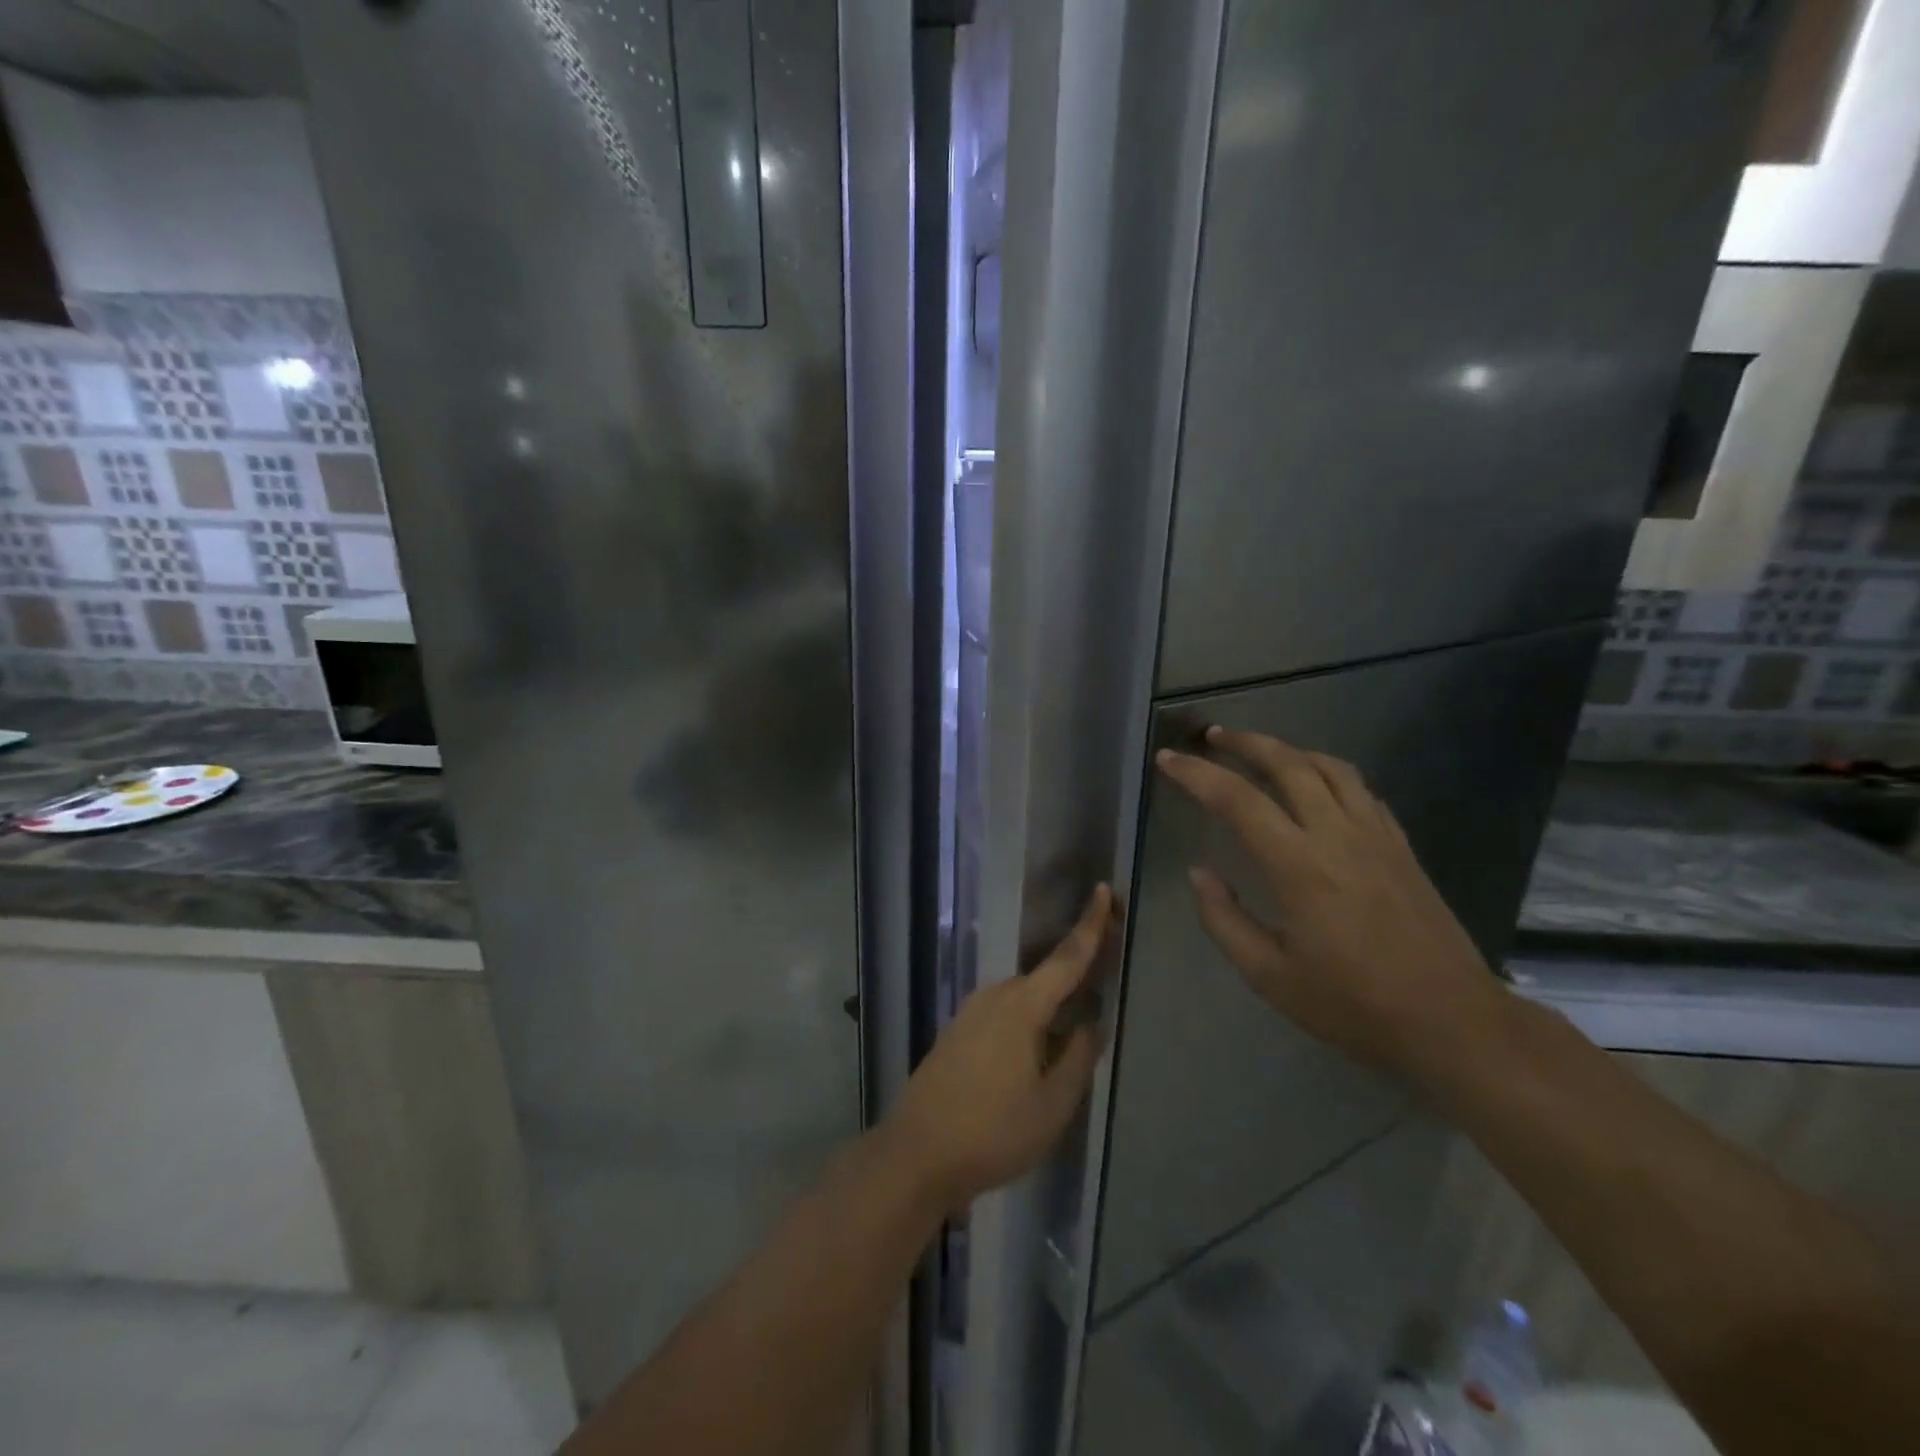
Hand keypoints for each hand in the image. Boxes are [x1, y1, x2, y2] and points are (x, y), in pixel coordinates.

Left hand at [883, 885, 1117, 1211]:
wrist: (916, 1153)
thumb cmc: (992, 1131)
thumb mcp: (1051, 1105)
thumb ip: (1078, 1059)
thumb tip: (1092, 1024)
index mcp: (1022, 1006)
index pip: (1067, 958)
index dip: (1090, 925)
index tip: (1104, 890)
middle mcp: (995, 996)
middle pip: (1045, 977)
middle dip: (1075, 972)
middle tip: (1103, 977)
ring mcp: (970, 1012)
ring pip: (1023, 1000)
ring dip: (1050, 1006)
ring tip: (1074, 1031)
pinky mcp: (957, 1032)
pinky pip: (1003, 1015)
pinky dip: (1027, 1021)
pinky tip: (1034, 1054)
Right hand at [1156, 728, 1505, 1081]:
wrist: (1451, 1020)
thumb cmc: (1352, 1003)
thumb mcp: (1268, 975)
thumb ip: (1223, 919)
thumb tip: (1199, 872)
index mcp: (1298, 865)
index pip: (1237, 799)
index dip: (1196, 774)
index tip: (1168, 759)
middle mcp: (1337, 835)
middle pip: (1287, 764)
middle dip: (1244, 742)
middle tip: (1212, 736)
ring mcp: (1376, 835)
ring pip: (1329, 767)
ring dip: (1288, 749)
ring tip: (1261, 750)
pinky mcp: (1401, 845)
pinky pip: (1360, 789)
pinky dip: (1327, 772)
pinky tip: (1316, 785)